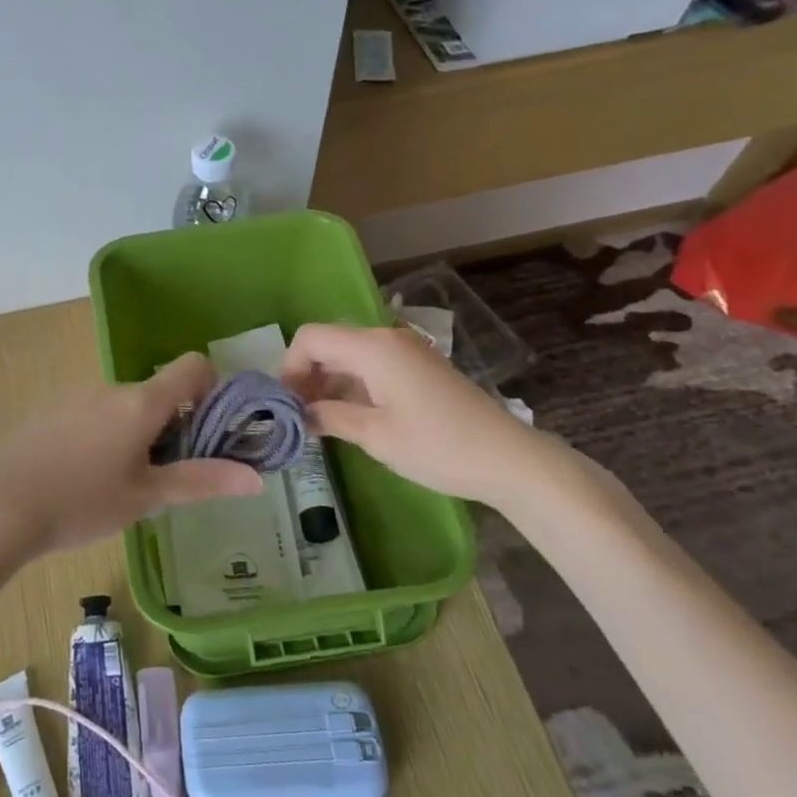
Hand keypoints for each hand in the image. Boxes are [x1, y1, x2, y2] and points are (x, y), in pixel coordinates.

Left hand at [0, 353, 263, 555]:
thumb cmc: (82, 502)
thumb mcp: (147, 497)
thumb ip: (202, 481)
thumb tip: (257, 478)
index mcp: (140, 402)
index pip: (192, 366)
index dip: (212, 389)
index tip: (211, 430)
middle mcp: (110, 389)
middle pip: (158, 393)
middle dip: (173, 427)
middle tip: (167, 477)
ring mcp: (75, 397)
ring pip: (124, 408)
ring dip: (137, 435)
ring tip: (123, 485)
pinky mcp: (49, 412)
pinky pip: (92, 415)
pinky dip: (104, 437)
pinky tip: (85, 479)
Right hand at [281, 322, 568, 512]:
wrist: (509, 459)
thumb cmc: (437, 446)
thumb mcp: (375, 435)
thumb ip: (329, 416)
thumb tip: (298, 414)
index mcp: (372, 348)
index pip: (310, 338)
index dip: (289, 367)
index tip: (287, 405)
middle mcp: (386, 339)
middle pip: (328, 343)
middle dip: (306, 376)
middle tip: (298, 416)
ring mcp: (406, 352)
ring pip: (349, 355)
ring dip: (328, 382)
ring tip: (320, 421)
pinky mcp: (419, 368)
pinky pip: (371, 366)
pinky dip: (351, 385)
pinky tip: (350, 416)